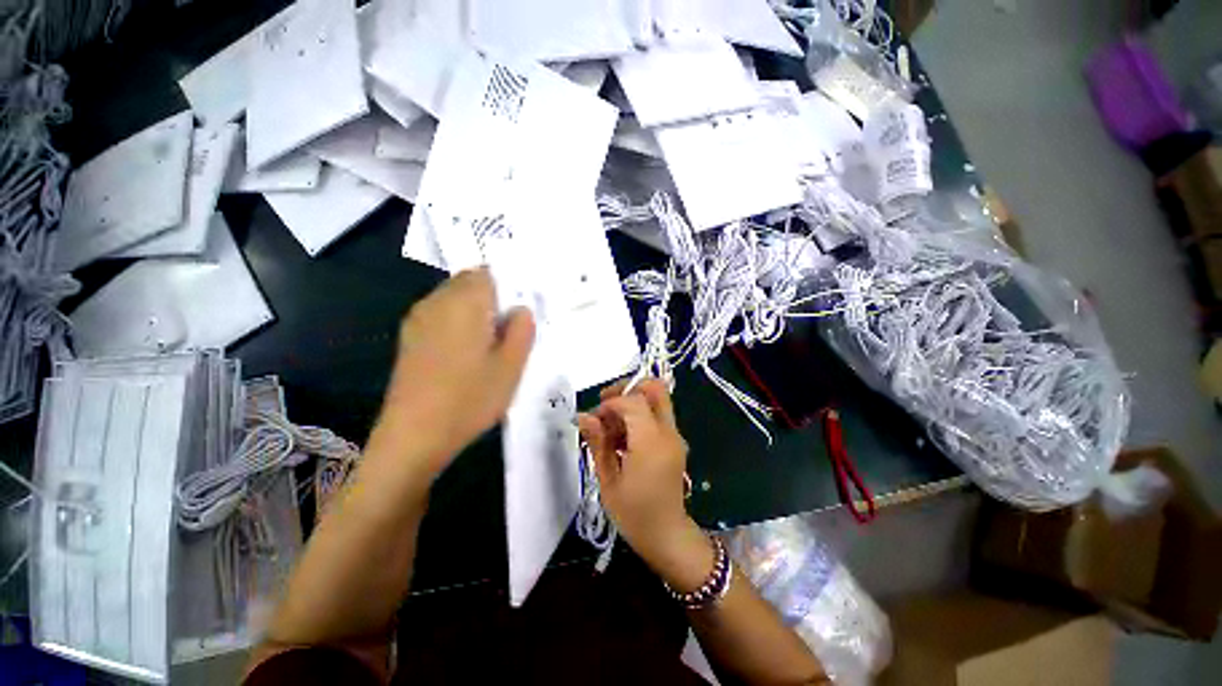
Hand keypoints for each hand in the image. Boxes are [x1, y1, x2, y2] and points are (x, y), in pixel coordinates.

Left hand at [377, 268, 534, 476]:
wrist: (414, 435)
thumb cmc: (470, 399)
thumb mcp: (511, 366)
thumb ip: (522, 330)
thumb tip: (520, 309)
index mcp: (465, 304)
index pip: (488, 273)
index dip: (508, 286)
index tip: (521, 310)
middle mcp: (437, 302)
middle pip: (469, 283)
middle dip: (493, 298)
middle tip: (510, 329)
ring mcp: (419, 319)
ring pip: (454, 299)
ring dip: (475, 311)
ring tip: (491, 344)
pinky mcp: (410, 338)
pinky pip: (440, 316)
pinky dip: (458, 323)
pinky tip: (466, 355)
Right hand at [578, 380, 714, 592]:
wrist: (667, 536)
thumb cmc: (634, 514)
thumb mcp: (608, 479)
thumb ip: (598, 442)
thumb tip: (584, 416)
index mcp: (651, 442)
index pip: (634, 401)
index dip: (611, 403)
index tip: (595, 418)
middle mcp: (668, 432)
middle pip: (655, 388)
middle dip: (628, 388)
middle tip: (606, 404)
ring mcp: (675, 436)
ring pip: (656, 399)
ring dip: (632, 403)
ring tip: (610, 428)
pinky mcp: (675, 442)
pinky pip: (657, 415)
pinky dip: (639, 415)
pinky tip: (622, 438)